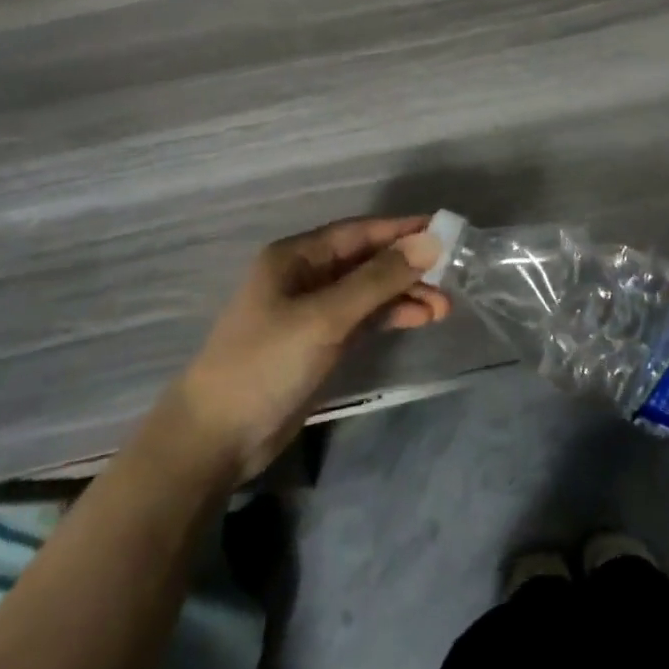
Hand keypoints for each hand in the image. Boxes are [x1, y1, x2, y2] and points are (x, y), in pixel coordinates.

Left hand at [164, 216, 449, 479]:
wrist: (216, 439)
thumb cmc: (265, 364)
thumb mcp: (325, 317)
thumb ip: (378, 279)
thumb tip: (430, 242)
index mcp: (297, 256)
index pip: (360, 232)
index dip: (402, 229)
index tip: (446, 230)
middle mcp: (306, 275)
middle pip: (367, 260)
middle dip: (408, 266)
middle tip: (452, 274)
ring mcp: (313, 311)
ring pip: (368, 291)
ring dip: (404, 294)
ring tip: (444, 306)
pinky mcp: (320, 342)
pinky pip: (363, 318)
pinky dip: (390, 316)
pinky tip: (420, 319)